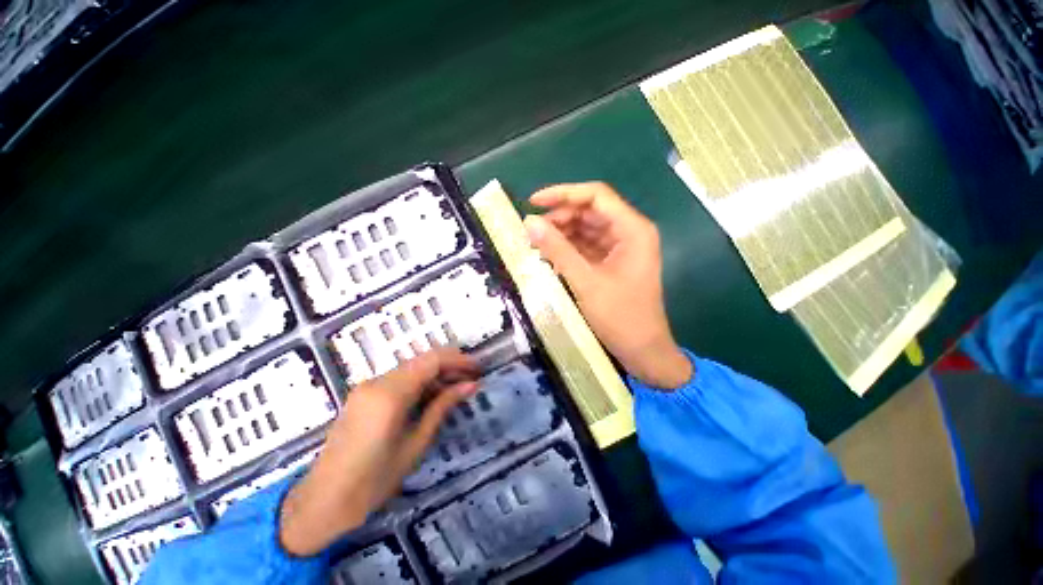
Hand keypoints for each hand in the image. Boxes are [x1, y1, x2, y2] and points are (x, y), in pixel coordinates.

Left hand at [279, 348, 479, 556]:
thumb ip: (440, 410)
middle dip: (445, 369)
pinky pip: (390, 385)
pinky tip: (426, 406)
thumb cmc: (377, 477)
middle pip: (416, 363)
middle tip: (471, 386)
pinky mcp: (358, 400)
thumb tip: (468, 386)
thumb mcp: (415, 445)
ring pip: (403, 373)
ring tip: (454, 398)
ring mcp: (363, 390)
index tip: (480, 371)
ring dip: (429, 380)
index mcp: (389, 392)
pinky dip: (412, 389)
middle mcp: (374, 382)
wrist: (332, 493)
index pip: (429, 360)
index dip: (457, 360)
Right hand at [524, 182, 691, 388]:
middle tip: (531, 231)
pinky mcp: (616, 262)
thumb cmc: (622, 318)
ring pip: (588, 226)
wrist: (645, 352)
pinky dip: (570, 247)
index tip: (532, 202)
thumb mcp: (586, 283)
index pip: (596, 195)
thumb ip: (557, 250)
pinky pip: (590, 244)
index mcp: (633, 229)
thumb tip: (529, 222)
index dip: (563, 194)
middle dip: (560, 216)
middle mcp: (631, 231)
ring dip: (563, 232)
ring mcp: (624, 247)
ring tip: (535, 244)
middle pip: (591, 209)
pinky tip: (549, 255)